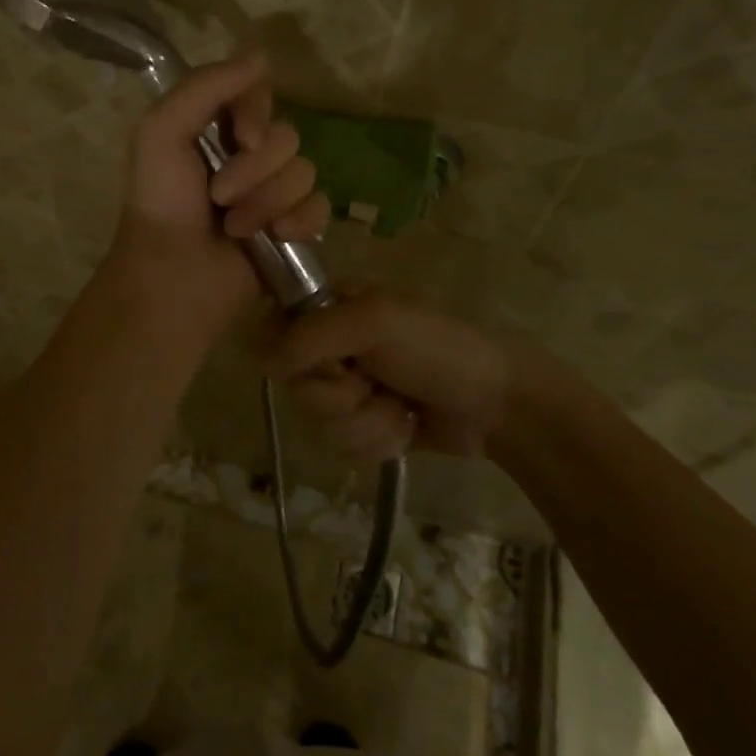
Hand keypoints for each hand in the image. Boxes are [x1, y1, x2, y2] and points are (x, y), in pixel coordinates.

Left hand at [107, 53, 329, 334]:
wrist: (174, 276)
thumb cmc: (162, 202)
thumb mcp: (162, 131)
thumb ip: (206, 86)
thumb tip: (262, 56)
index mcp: (217, 128)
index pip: (260, 96)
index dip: (255, 114)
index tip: (240, 137)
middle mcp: (249, 156)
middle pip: (287, 137)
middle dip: (255, 170)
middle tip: (219, 197)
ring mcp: (274, 193)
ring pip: (305, 172)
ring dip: (268, 202)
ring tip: (236, 228)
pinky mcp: (293, 228)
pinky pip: (320, 207)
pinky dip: (299, 222)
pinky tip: (277, 237)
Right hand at [260, 293, 543, 462]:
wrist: (497, 402)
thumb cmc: (437, 347)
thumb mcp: (375, 323)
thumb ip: (312, 335)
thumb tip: (257, 359)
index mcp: (329, 308)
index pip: (275, 334)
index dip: (296, 357)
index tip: (331, 360)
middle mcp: (332, 347)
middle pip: (297, 388)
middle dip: (340, 397)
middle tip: (375, 382)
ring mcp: (349, 389)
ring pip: (319, 423)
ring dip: (365, 422)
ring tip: (399, 407)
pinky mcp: (365, 426)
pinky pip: (343, 447)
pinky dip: (378, 442)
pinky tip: (405, 427)